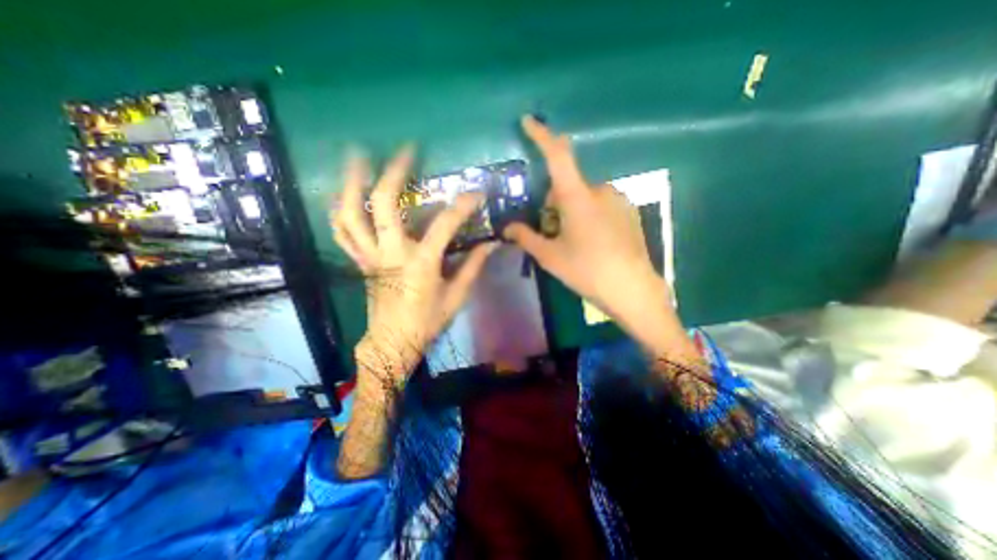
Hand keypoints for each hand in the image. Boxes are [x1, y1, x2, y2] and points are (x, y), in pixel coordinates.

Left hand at [329, 147, 498, 386]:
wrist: (392, 342)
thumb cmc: (427, 321)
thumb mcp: (456, 296)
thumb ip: (473, 266)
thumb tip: (493, 244)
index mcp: (420, 262)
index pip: (445, 224)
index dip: (463, 205)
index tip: (477, 192)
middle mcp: (391, 252)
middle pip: (384, 205)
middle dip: (393, 173)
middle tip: (404, 152)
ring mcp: (369, 255)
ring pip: (351, 213)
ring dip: (352, 183)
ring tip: (358, 158)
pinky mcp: (359, 261)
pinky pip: (342, 231)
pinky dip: (340, 210)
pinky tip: (345, 194)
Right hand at [504, 115, 672, 327]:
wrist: (632, 290)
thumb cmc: (587, 270)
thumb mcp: (550, 256)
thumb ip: (527, 238)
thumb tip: (507, 229)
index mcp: (577, 197)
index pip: (558, 155)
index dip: (542, 135)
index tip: (529, 121)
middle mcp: (600, 190)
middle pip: (568, 186)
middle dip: (554, 203)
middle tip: (550, 232)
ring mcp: (618, 200)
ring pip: (585, 198)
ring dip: (572, 212)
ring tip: (573, 243)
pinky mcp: (629, 212)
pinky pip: (601, 206)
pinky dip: (589, 216)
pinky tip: (593, 243)